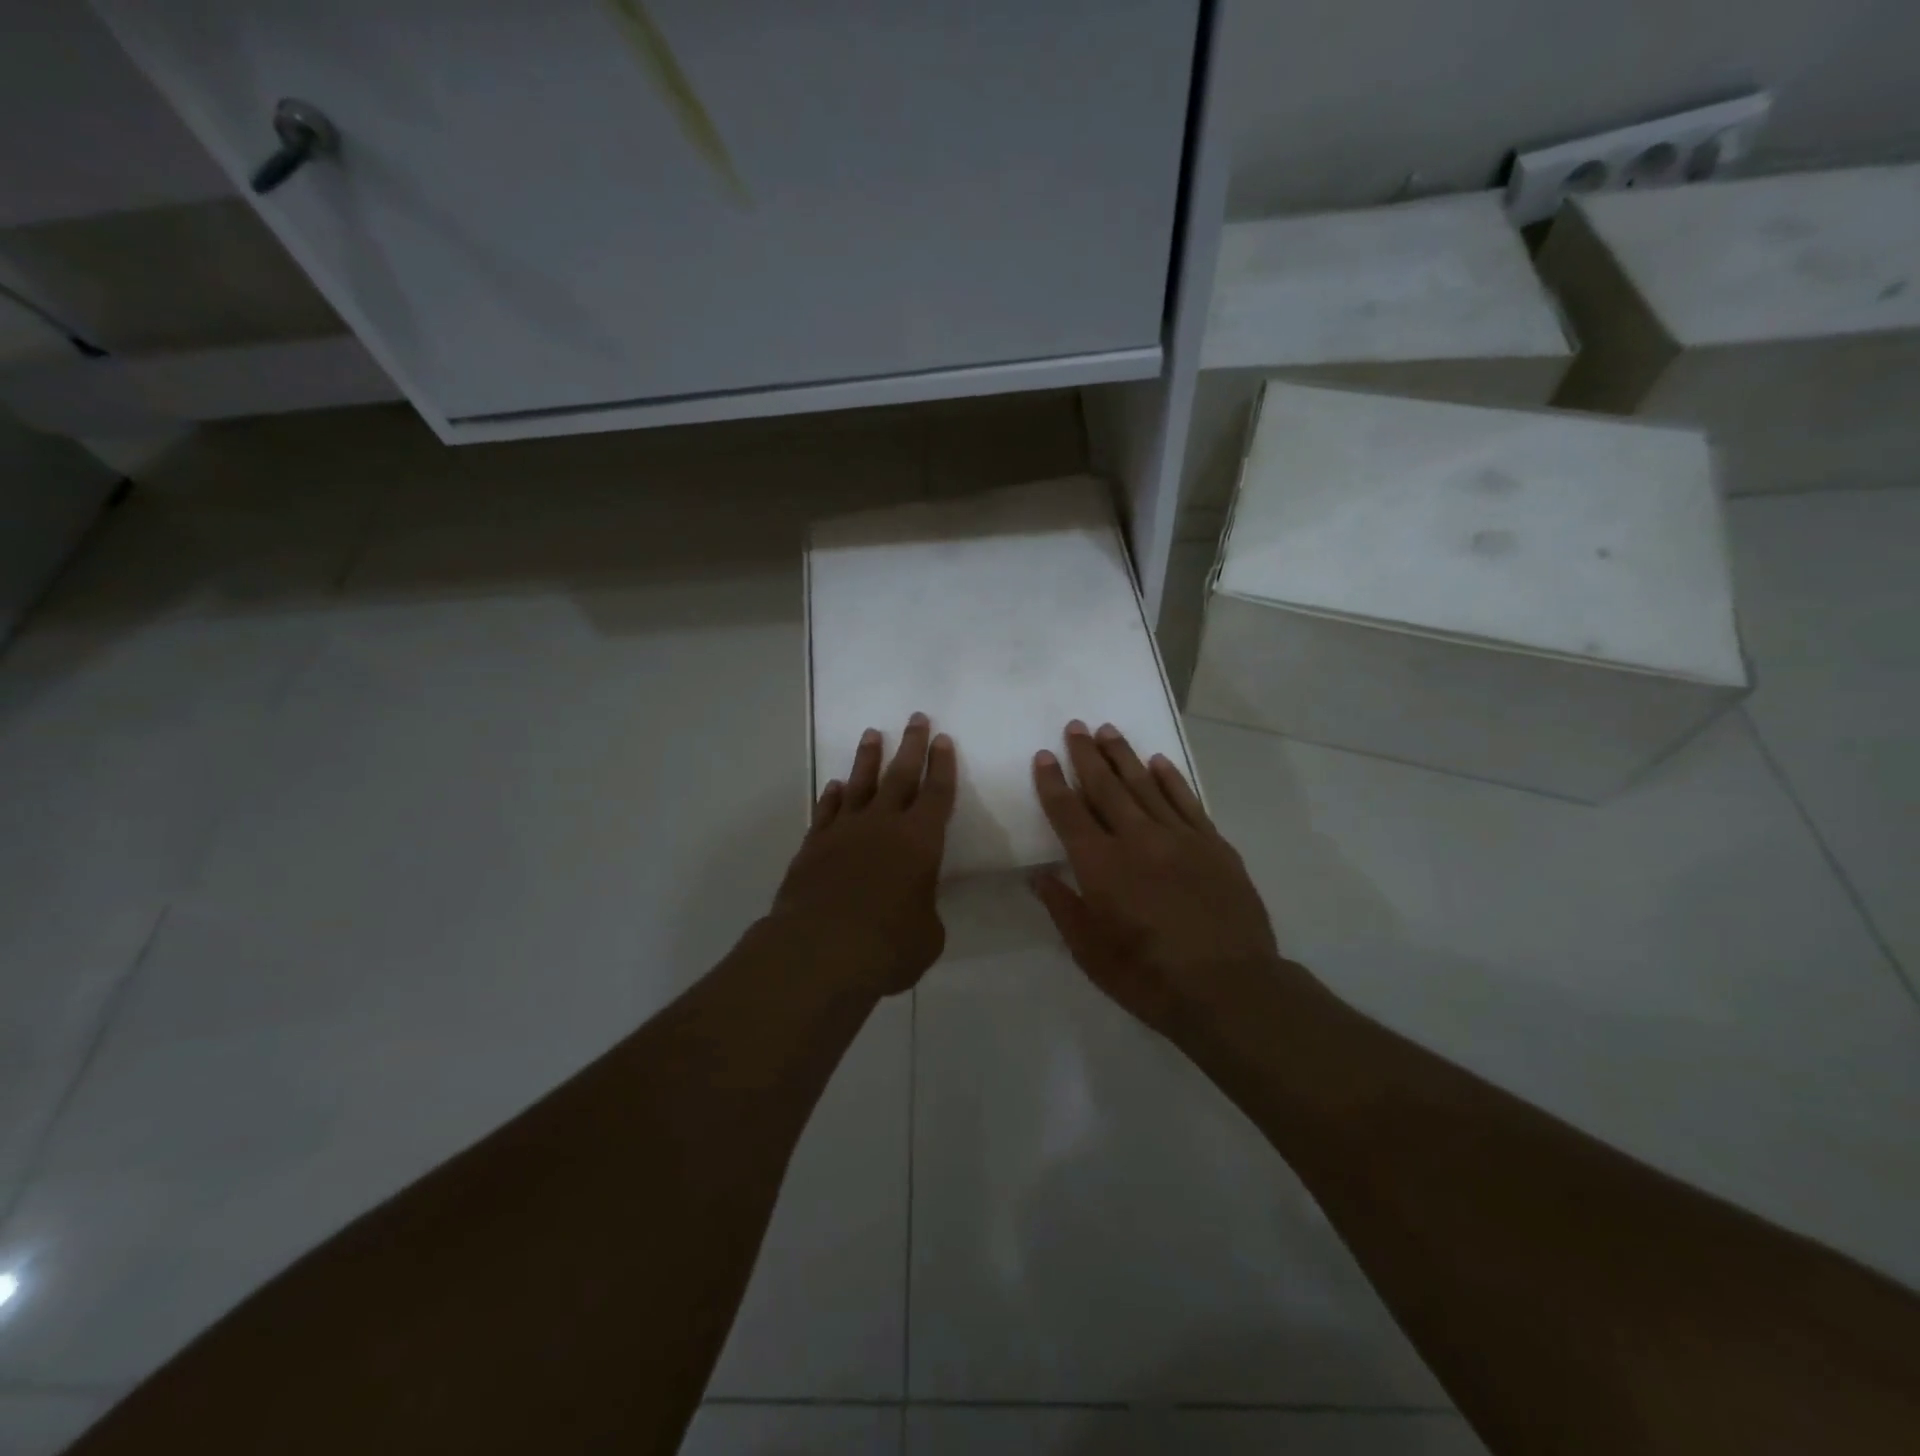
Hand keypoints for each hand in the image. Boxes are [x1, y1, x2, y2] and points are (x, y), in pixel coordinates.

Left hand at [771, 713, 955, 995]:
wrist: (819, 951)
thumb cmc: (888, 946)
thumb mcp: (926, 935)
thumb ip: (924, 911)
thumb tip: (914, 907)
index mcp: (920, 841)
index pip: (937, 793)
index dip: (942, 766)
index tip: (943, 739)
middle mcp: (883, 826)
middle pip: (900, 775)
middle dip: (911, 745)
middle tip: (916, 718)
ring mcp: (844, 832)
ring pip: (859, 784)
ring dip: (868, 758)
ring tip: (871, 734)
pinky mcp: (813, 847)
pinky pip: (826, 811)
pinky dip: (832, 796)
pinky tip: (835, 786)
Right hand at [1031, 720, 1284, 1034]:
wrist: (1230, 988)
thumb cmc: (1149, 978)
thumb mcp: (1091, 953)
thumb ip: (1063, 908)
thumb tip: (1038, 876)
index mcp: (1101, 866)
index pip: (1068, 813)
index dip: (1053, 783)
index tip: (1044, 756)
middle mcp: (1137, 840)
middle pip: (1106, 787)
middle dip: (1086, 755)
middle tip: (1075, 726)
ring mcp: (1179, 838)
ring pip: (1145, 784)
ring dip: (1124, 756)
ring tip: (1108, 731)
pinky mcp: (1213, 845)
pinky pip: (1187, 801)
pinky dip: (1170, 778)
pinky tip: (1158, 761)